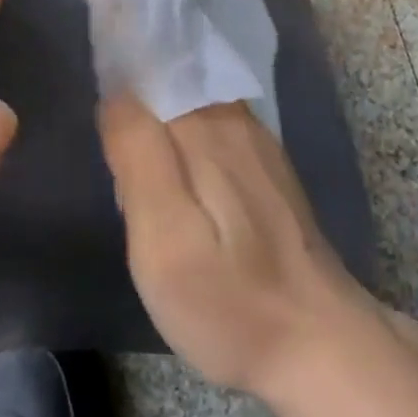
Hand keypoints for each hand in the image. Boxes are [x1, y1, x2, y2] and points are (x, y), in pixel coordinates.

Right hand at [99, 97, 383, 398]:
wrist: (321, 345)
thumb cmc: (230, 300)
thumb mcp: (164, 238)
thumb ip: (138, 157)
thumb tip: (117, 95)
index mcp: (207, 128)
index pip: (151, 70)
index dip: (118, 75)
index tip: (96, 109)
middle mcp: (235, 121)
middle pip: (171, 85)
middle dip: (134, 101)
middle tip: (108, 156)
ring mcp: (258, 145)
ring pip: (190, 108)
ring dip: (158, 123)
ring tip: (132, 169)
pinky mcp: (268, 172)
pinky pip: (211, 132)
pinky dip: (183, 142)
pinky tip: (173, 181)